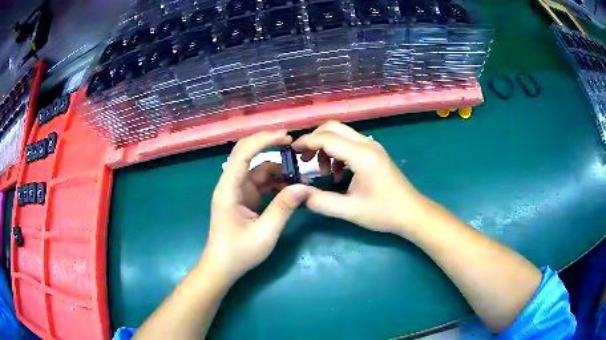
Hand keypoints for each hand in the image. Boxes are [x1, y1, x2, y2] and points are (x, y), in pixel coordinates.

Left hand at [204, 130, 309, 280]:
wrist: (222, 268)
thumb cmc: (239, 252)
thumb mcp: (265, 232)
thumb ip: (284, 208)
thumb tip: (304, 187)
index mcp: (229, 189)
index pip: (243, 155)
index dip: (263, 141)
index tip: (286, 136)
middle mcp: (231, 185)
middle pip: (246, 154)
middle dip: (267, 145)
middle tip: (292, 143)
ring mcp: (237, 192)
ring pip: (257, 170)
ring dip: (277, 169)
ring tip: (299, 176)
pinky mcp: (243, 199)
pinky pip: (260, 183)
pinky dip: (275, 183)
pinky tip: (290, 188)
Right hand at [292, 121, 430, 234]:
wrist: (412, 213)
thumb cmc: (383, 213)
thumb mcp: (350, 211)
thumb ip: (321, 201)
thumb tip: (298, 193)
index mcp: (362, 156)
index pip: (327, 138)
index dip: (306, 142)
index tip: (291, 152)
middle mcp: (368, 145)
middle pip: (334, 127)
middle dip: (315, 139)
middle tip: (304, 158)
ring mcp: (373, 147)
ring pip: (342, 133)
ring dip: (326, 145)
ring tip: (322, 169)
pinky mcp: (375, 152)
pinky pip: (350, 142)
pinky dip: (337, 151)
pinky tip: (338, 172)